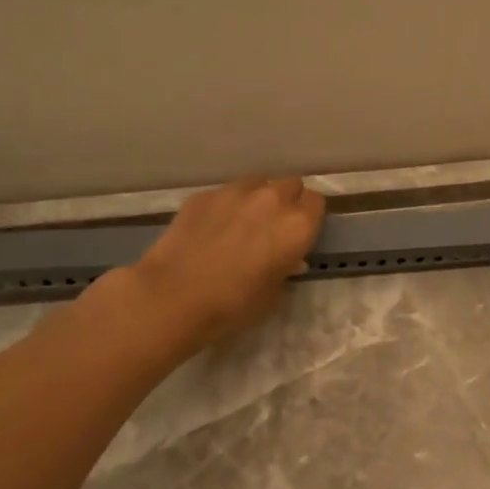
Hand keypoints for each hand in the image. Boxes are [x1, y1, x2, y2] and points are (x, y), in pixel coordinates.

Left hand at [114, 177, 325, 349]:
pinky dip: (225, 206)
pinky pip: (225, 193)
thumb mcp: (273, 294)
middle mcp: (271, 199)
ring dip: (257, 199)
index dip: (309, 218)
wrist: (173, 296)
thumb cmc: (233, 304)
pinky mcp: (204, 195)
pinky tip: (211, 229)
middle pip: (290, 185)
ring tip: (242, 223)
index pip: (316, 203)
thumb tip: (287, 259)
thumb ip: (285, 268)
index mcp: (297, 225)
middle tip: (273, 227)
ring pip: (257, 184)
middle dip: (286, 202)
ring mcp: (235, 192)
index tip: (299, 233)